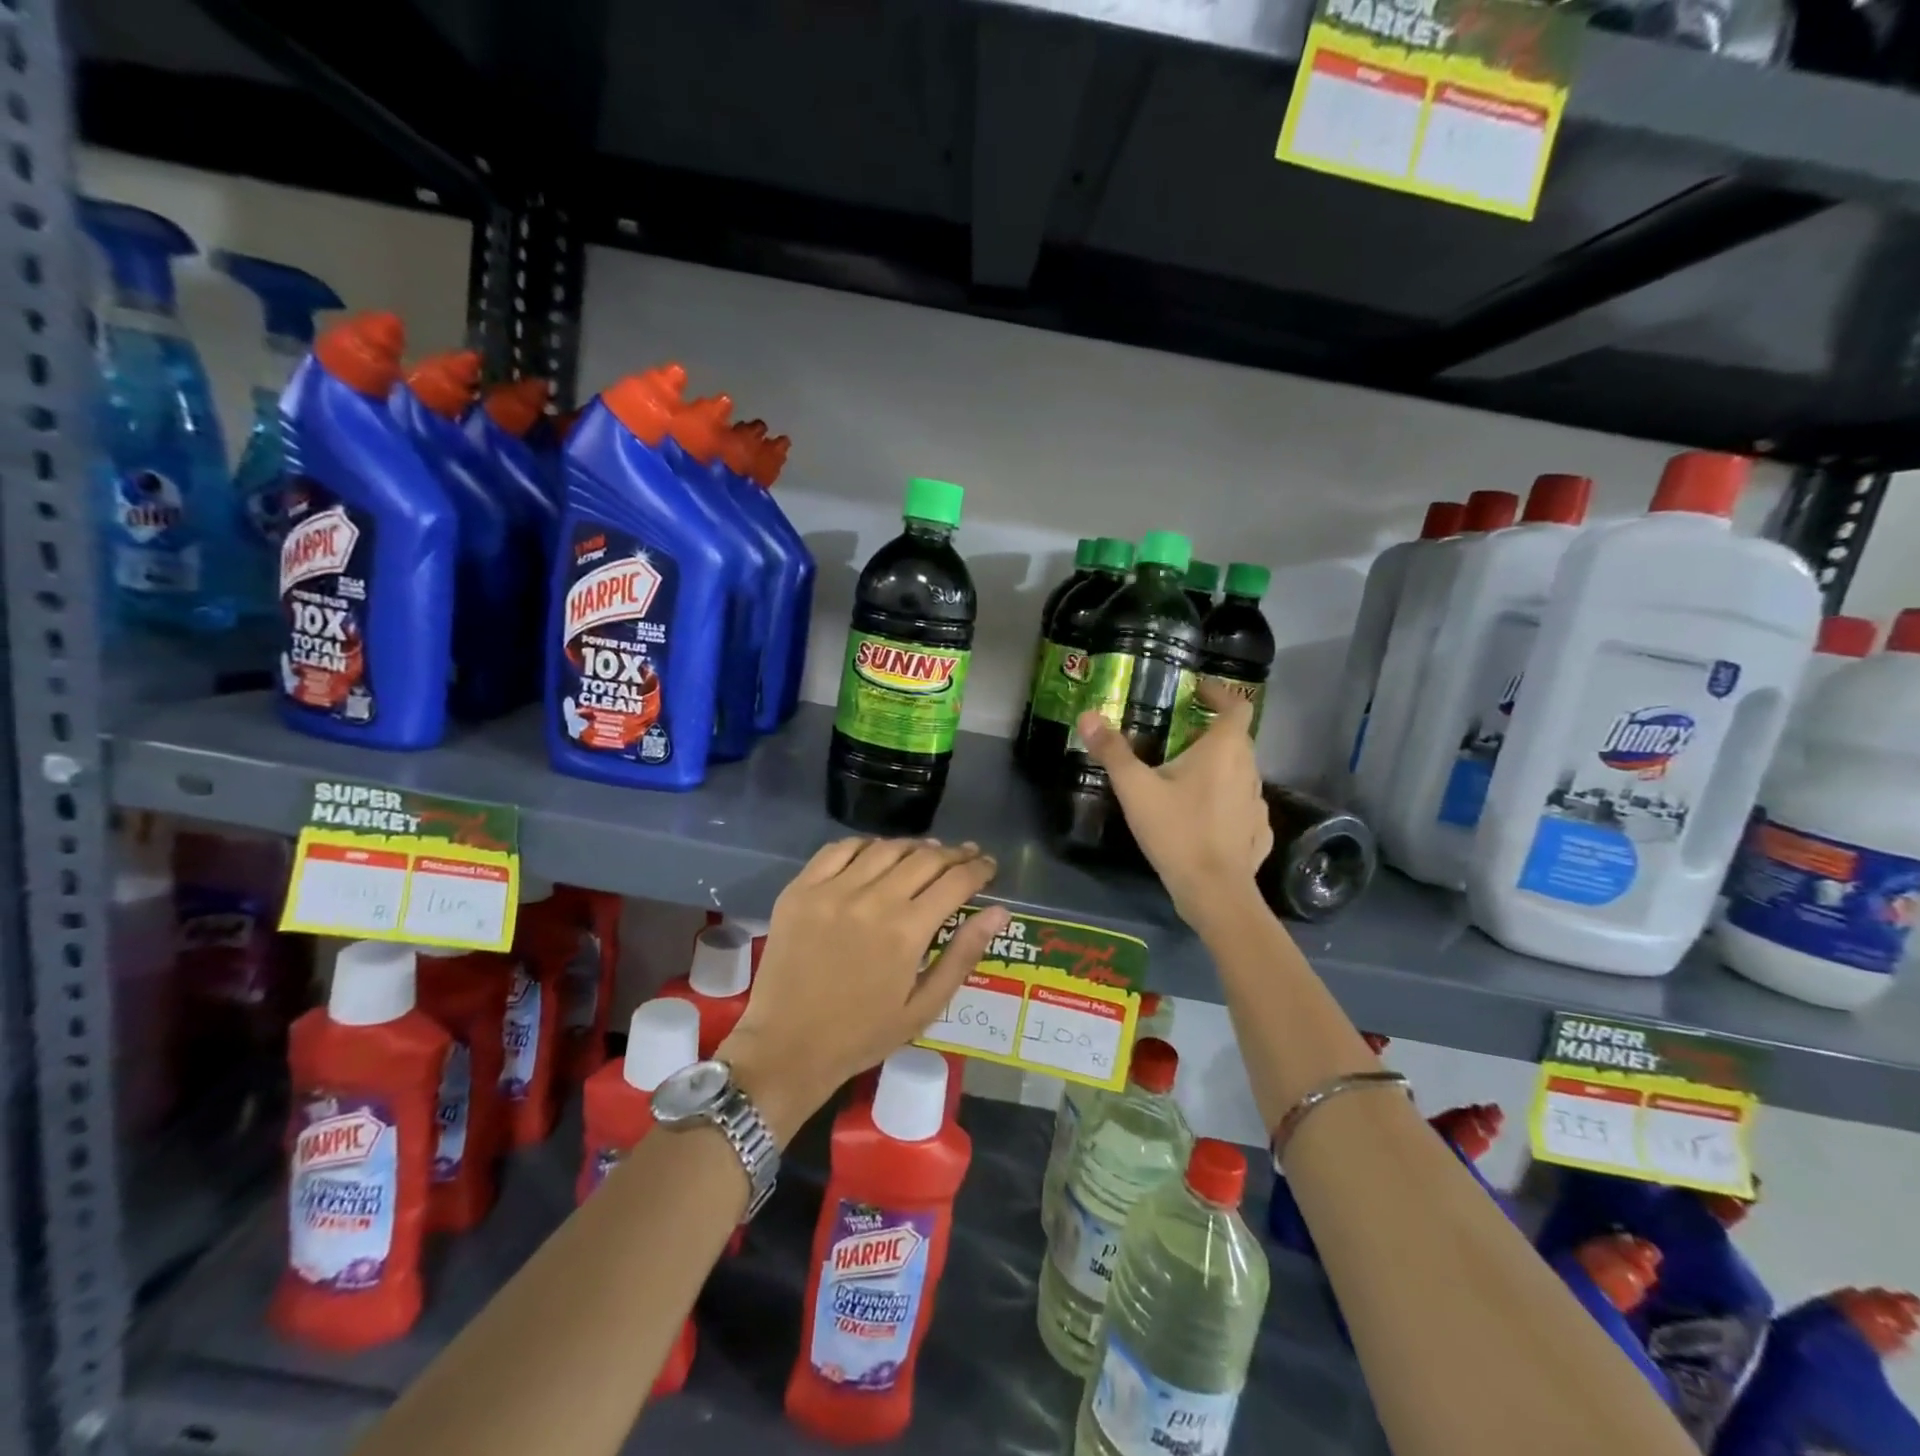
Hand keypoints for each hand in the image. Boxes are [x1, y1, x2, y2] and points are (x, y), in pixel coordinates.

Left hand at [717, 839, 1009, 1142]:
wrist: (785, 1047)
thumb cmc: (862, 1034)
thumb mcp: (923, 1007)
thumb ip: (962, 955)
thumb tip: (1000, 912)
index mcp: (906, 931)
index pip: (955, 881)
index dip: (978, 869)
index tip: (989, 866)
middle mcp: (872, 899)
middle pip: (924, 858)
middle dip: (954, 854)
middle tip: (967, 856)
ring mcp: (831, 890)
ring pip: (884, 848)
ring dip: (913, 846)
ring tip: (928, 852)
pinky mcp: (800, 889)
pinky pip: (838, 849)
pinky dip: (865, 845)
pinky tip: (876, 853)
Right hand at [1075, 680, 1272, 931]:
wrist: (1214, 891)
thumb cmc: (1176, 831)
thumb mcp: (1135, 788)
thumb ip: (1113, 751)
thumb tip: (1088, 715)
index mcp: (1224, 750)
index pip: (1236, 706)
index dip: (1220, 694)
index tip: (1198, 692)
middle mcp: (1249, 769)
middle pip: (1237, 739)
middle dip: (1210, 732)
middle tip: (1179, 735)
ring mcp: (1257, 803)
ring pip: (1240, 772)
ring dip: (1218, 767)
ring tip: (1186, 777)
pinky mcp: (1258, 832)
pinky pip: (1243, 805)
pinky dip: (1226, 800)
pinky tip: (1205, 816)